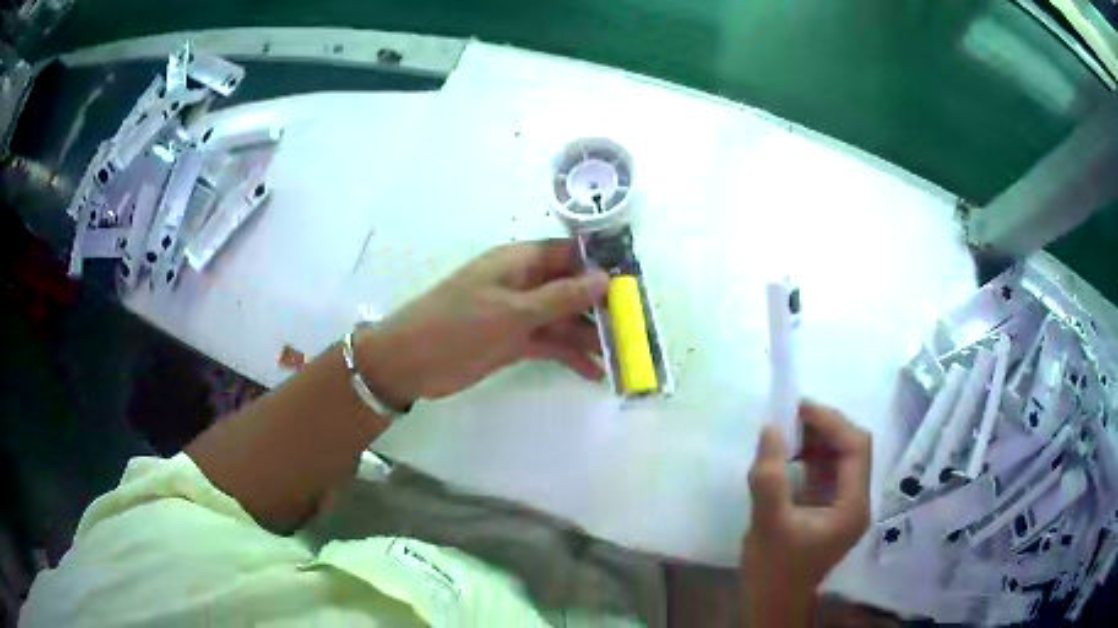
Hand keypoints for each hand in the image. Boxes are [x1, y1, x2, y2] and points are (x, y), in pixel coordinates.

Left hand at [356, 239, 608, 407]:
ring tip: (622, 356)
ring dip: (590, 336)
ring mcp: (520, 315)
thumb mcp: (512, 310)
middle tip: (636, 327)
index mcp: (520, 261)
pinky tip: (594, 372)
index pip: (569, 255)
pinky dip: (570, 356)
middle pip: (571, 289)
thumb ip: (560, 297)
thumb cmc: (458, 324)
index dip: (600, 265)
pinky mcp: (515, 343)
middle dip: (601, 306)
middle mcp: (524, 284)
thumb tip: (605, 279)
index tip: (633, 283)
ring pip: (564, 320)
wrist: (412, 362)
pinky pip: (551, 345)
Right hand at [741, 401, 871, 627]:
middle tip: (788, 416)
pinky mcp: (828, 508)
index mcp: (852, 506)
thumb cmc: (774, 570)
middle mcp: (856, 500)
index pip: (856, 448)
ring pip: (839, 457)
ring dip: (815, 439)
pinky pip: (825, 470)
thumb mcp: (768, 525)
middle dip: (823, 427)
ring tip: (785, 431)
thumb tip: (770, 429)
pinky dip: (808, 456)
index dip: (831, 422)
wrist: (772, 603)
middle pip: (851, 448)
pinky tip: (787, 454)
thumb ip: (769, 478)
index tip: (798, 408)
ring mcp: (843, 504)